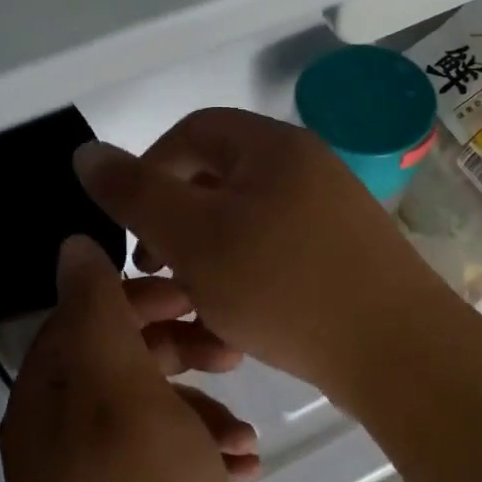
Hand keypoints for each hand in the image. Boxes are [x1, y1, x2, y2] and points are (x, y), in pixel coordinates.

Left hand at [0, 236, 254, 481]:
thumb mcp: (125, 396)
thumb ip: (99, 316)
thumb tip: (72, 248)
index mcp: (47, 403)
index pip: (84, 317)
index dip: (140, 296)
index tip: (195, 296)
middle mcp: (61, 437)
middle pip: (121, 361)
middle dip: (179, 350)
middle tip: (231, 350)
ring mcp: (98, 481)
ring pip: (153, 410)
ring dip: (202, 408)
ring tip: (245, 433)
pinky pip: (170, 460)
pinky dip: (205, 453)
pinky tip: (244, 467)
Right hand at [73, 108, 455, 399]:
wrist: (395, 351)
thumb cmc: (283, 286)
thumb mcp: (193, 237)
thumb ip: (136, 193)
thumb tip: (86, 152)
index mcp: (273, 146)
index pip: (193, 131)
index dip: (150, 168)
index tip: (132, 225)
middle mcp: (308, 165)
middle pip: (220, 175)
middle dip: (178, 218)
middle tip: (158, 269)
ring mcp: (333, 210)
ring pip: (247, 219)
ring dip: (210, 252)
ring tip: (194, 298)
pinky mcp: (347, 253)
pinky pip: (279, 249)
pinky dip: (248, 273)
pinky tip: (241, 315)